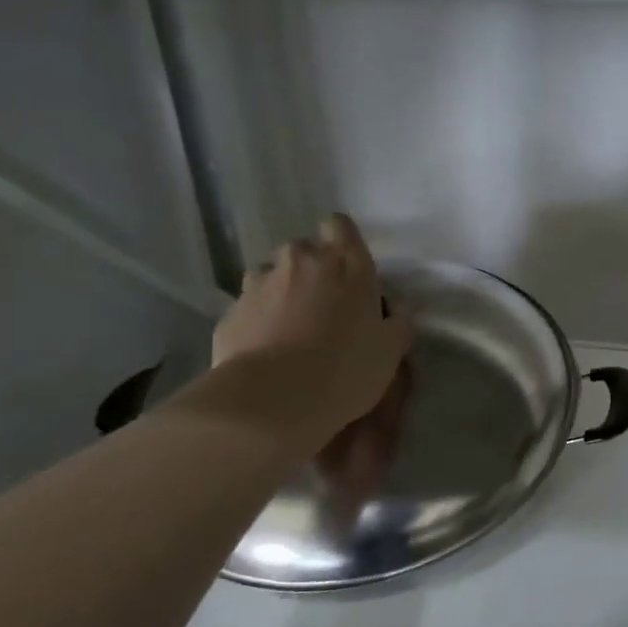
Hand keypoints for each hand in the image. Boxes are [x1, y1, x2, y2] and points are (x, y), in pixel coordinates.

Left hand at [212, 215, 412, 445]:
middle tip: (324, 308)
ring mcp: (259, 284)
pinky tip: (267, 353)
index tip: (349, 270)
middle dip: (312, 271)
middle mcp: (301, 261)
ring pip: (272, 276)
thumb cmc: (345, 368)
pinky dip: (258, 322)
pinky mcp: (229, 312)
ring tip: (291, 331)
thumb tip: (396, 311)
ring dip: (282, 293)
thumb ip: (397, 323)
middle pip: (305, 250)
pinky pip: (250, 308)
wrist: (271, 401)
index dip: (342, 242)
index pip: (339, 225)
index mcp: (346, 263)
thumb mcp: (390, 351)